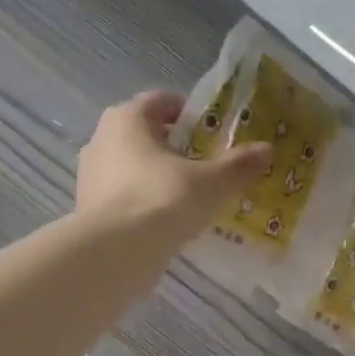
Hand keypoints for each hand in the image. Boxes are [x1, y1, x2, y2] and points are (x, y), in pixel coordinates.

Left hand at [76, 91, 271, 243]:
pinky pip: (123, 198)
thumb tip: (266, 150)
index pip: (160, 102)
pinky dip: (143, 204)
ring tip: (188, 198)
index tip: (211, 131)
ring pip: (131, 168)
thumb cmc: (162, 201)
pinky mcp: (88, 210)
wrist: (114, 253)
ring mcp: (90, 177)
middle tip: (204, 165)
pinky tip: (166, 223)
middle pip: (144, 135)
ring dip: (157, 177)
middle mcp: (101, 140)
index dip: (188, 113)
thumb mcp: (211, 183)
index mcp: (127, 119)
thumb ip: (238, 166)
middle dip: (173, 148)